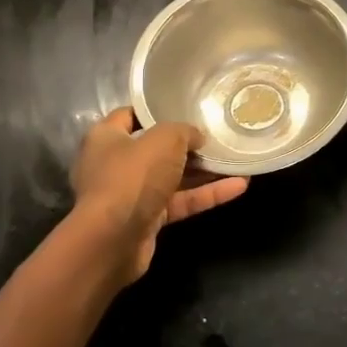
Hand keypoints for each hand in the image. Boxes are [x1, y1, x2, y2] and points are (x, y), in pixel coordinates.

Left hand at [71, 109, 248, 285]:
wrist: (113, 240)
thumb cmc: (132, 176)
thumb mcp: (164, 139)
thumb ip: (185, 131)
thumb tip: (197, 137)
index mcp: (107, 137)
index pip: (130, 115)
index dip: (156, 109)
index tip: (186, 105)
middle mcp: (115, 164)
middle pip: (156, 148)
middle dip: (187, 144)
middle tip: (218, 134)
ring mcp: (131, 194)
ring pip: (173, 177)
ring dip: (204, 171)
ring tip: (236, 159)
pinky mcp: (147, 219)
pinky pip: (181, 201)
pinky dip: (207, 194)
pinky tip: (239, 186)